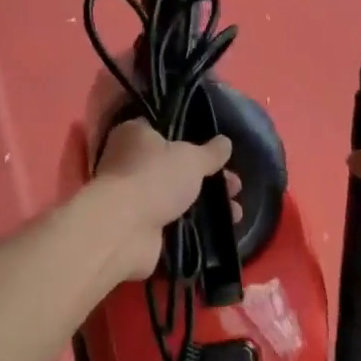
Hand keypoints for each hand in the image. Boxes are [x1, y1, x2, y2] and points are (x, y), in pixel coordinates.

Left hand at [92, 120, 235, 282]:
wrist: (125, 230)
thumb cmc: (154, 178)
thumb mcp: (191, 158)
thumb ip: (211, 152)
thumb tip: (225, 143)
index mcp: (134, 135)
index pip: (163, 131)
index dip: (191, 140)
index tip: (217, 151)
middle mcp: (129, 163)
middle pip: (174, 167)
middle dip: (207, 177)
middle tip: (234, 184)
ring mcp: (134, 196)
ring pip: (176, 196)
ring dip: (206, 203)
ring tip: (236, 211)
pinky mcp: (140, 226)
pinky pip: (174, 221)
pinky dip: (194, 224)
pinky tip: (221, 228)